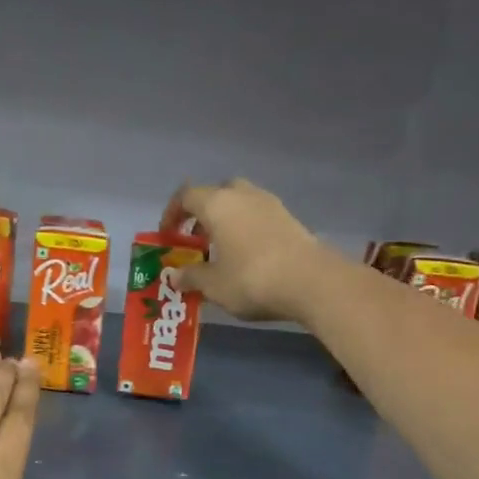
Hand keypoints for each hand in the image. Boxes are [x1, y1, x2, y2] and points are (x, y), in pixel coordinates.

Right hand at [163, 178, 328, 322]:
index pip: (186, 196)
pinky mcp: (289, 219)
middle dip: (203, 215)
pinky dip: (246, 229)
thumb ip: (190, 277)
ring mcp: (270, 204)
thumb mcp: (213, 285)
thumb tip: (174, 276)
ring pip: (240, 204)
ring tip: (221, 252)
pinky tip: (247, 257)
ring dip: (226, 222)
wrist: (311, 281)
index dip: (172, 214)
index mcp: (217, 204)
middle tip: (196, 241)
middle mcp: (243, 195)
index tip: (168, 235)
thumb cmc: (251, 279)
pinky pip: (258, 216)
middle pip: (216, 194)